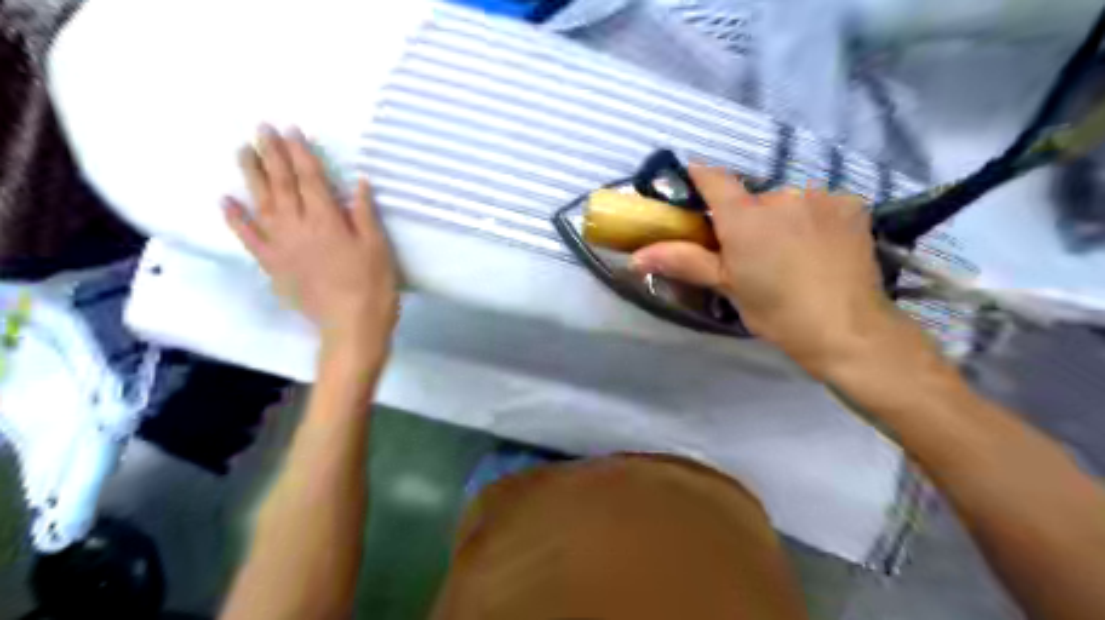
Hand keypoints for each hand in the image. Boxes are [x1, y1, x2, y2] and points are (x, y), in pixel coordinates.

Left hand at [221, 126, 398, 345]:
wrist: (351, 326)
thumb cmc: (373, 286)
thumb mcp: (378, 247)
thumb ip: (364, 214)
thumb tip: (358, 182)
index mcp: (328, 220)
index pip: (310, 179)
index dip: (301, 153)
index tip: (290, 130)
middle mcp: (299, 227)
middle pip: (282, 185)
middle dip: (272, 154)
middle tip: (260, 129)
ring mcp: (281, 246)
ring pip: (262, 203)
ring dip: (250, 175)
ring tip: (242, 151)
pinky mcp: (273, 265)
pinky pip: (249, 238)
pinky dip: (236, 219)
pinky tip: (225, 201)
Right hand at [635, 165, 901, 374]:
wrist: (847, 328)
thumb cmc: (777, 311)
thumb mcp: (727, 286)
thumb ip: (683, 261)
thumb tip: (634, 257)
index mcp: (745, 216)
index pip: (713, 178)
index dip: (699, 178)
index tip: (692, 187)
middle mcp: (781, 194)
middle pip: (754, 198)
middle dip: (749, 218)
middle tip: (753, 254)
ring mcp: (820, 195)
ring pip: (788, 201)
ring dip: (784, 218)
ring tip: (794, 255)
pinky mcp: (851, 203)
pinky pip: (820, 204)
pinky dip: (815, 219)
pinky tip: (823, 248)